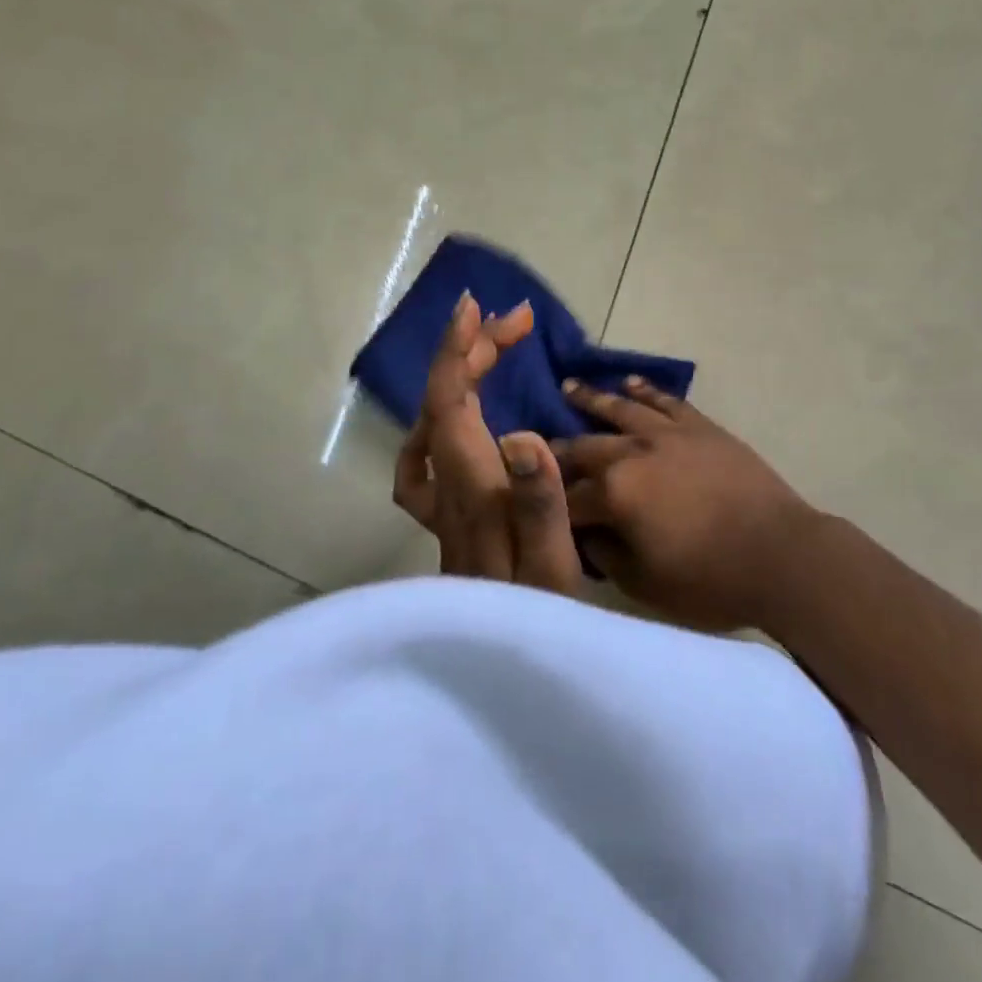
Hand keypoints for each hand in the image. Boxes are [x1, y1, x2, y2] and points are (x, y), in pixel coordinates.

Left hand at [392, 292, 583, 595]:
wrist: (496, 673)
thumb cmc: (535, 620)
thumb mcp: (552, 569)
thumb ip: (538, 505)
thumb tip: (521, 437)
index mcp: (474, 488)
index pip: (450, 403)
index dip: (457, 351)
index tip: (475, 308)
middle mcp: (449, 487)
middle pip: (443, 402)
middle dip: (472, 351)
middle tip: (516, 322)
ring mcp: (443, 503)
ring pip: (435, 421)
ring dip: (458, 375)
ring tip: (490, 349)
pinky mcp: (448, 517)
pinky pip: (429, 454)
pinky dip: (440, 419)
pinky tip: (454, 419)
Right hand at [555, 379, 814, 629]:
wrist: (780, 553)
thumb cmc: (710, 579)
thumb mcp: (645, 583)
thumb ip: (606, 556)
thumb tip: (585, 535)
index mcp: (614, 494)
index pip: (567, 497)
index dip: (549, 504)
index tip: (531, 502)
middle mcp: (633, 453)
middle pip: (585, 447)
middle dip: (558, 449)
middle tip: (535, 443)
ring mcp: (669, 434)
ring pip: (621, 410)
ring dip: (592, 399)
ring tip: (569, 386)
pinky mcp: (700, 427)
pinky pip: (666, 401)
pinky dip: (645, 390)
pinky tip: (629, 383)